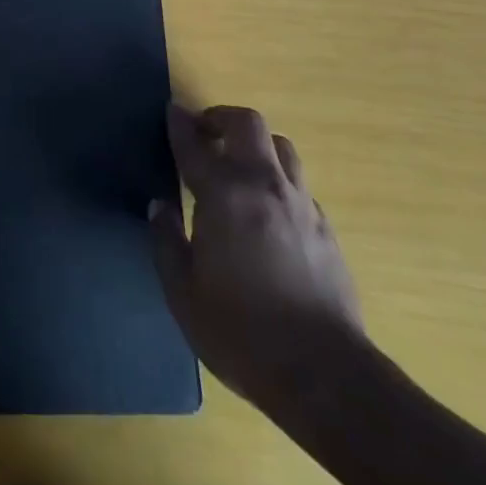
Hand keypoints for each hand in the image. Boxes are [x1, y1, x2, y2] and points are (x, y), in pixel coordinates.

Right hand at [150, 104, 363, 406]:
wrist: (325, 375)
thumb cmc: (241, 333)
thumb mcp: (183, 294)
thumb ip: (167, 241)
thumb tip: (160, 206)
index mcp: (224, 195)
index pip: (195, 144)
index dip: (180, 123)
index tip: (171, 109)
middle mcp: (263, 185)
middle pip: (248, 124)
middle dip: (222, 118)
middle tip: (205, 135)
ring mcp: (300, 204)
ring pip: (281, 147)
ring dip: (256, 145)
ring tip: (240, 166)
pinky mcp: (325, 228)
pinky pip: (298, 185)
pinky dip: (278, 181)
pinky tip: (268, 210)